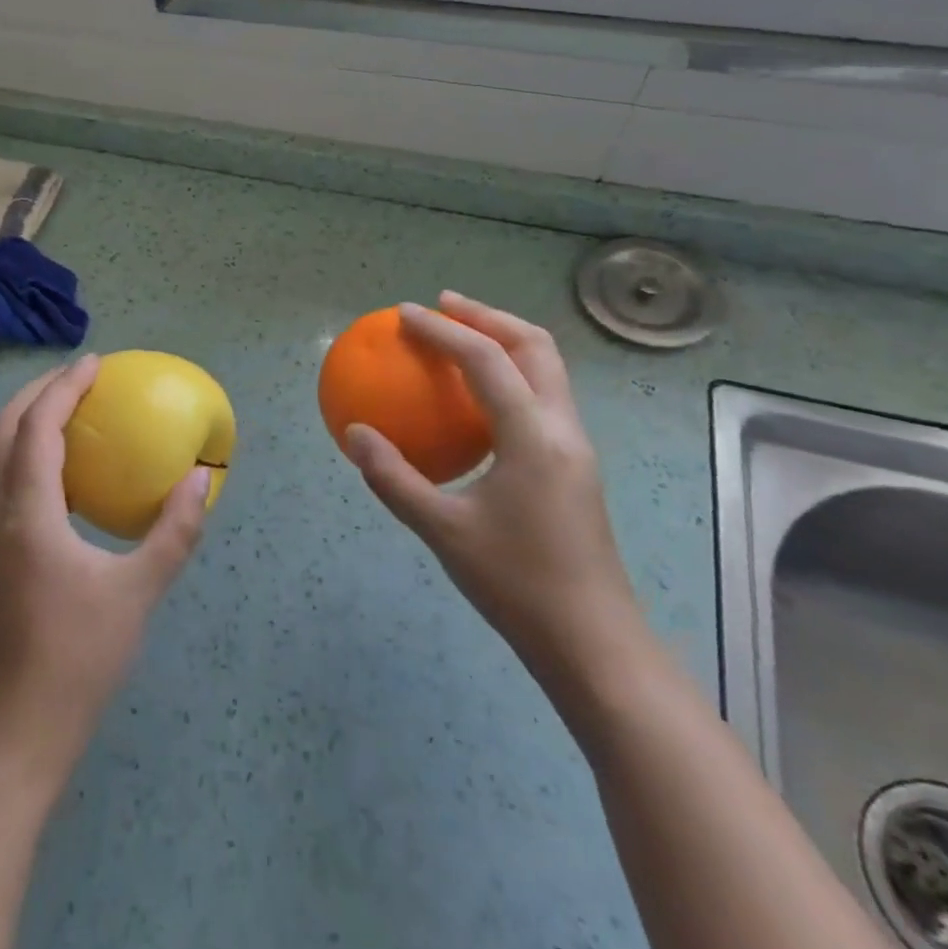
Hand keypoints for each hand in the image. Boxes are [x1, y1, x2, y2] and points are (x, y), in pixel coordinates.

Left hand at [0, 356, 211, 782]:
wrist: (17, 731)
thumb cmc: (79, 658)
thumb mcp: (138, 592)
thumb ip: (174, 531)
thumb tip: (201, 479)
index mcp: (27, 515)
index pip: (37, 428)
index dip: (63, 387)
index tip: (95, 363)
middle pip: (2, 430)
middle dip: (36, 392)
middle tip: (80, 378)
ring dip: (28, 421)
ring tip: (72, 411)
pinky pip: (5, 482)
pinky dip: (29, 455)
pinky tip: (67, 473)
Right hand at [343, 293, 644, 683]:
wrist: (593, 643)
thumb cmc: (516, 584)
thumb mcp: (442, 531)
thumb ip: (393, 477)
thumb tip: (354, 433)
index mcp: (533, 436)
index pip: (485, 360)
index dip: (442, 330)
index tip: (403, 314)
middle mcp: (562, 428)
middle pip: (534, 346)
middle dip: (487, 316)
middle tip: (442, 305)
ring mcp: (575, 447)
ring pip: (547, 369)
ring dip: (505, 341)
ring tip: (461, 336)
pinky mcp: (575, 466)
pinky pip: (544, 397)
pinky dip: (511, 375)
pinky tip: (478, 398)